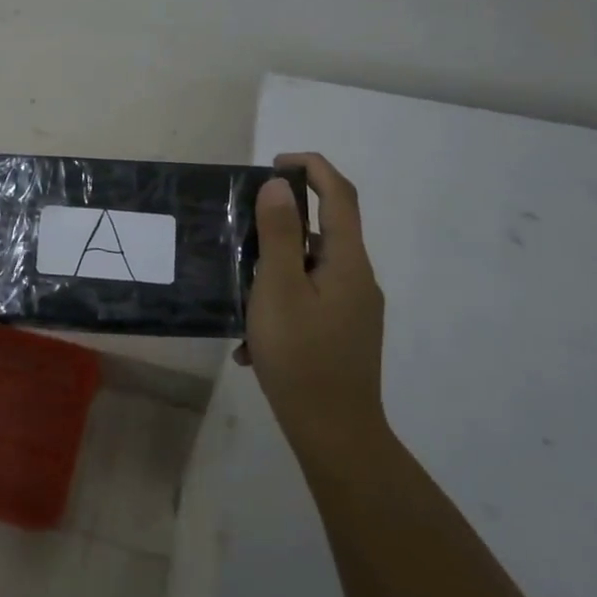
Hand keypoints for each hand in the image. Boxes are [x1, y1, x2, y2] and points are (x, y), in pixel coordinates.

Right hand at [239, 152, 386, 447]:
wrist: (335, 433)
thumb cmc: (301, 355)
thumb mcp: (277, 289)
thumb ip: (279, 235)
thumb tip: (279, 186)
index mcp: (347, 261)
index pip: (340, 195)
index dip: (312, 167)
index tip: (274, 163)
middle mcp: (358, 279)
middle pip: (325, 232)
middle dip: (283, 225)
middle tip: (241, 234)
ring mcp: (354, 310)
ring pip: (311, 270)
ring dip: (275, 271)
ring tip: (238, 296)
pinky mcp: (345, 335)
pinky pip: (310, 302)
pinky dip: (281, 305)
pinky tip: (250, 343)